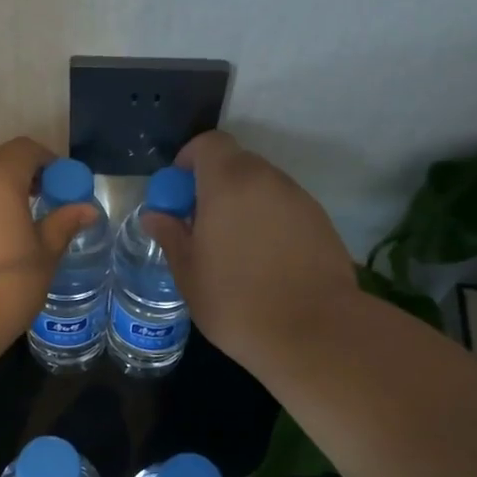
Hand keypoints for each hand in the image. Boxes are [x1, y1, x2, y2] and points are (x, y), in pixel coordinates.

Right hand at [142, 131, 357, 368]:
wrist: (314, 332)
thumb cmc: (236, 302)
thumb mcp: (189, 273)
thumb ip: (171, 235)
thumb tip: (155, 215)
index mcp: (229, 184)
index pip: (209, 144)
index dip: (190, 160)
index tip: (179, 193)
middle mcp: (267, 180)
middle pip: (237, 163)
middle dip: (214, 185)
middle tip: (201, 224)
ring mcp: (299, 199)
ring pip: (263, 187)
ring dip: (243, 204)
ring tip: (234, 248)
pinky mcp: (321, 222)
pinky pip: (285, 208)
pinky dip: (269, 221)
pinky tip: (265, 261)